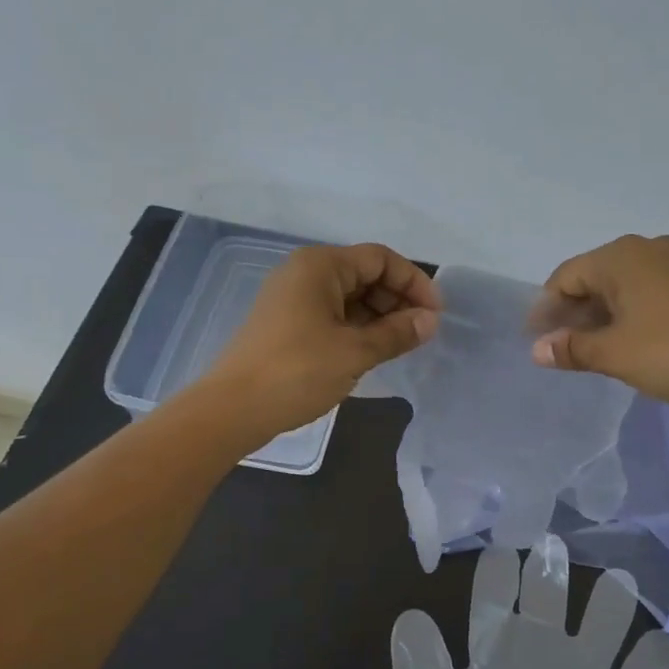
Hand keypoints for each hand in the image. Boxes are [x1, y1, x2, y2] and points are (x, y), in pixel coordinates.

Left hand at [201, 243, 441, 439]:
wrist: (233, 408)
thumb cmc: (297, 371)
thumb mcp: (355, 352)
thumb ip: (397, 333)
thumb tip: (430, 321)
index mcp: (320, 266)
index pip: (380, 259)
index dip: (413, 282)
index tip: (436, 314)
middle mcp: (305, 273)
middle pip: (364, 275)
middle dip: (398, 300)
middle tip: (422, 333)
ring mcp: (293, 299)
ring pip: (349, 297)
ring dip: (380, 317)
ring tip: (402, 346)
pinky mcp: (287, 324)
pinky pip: (333, 316)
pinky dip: (358, 328)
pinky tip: (373, 352)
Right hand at [528, 234, 668, 428]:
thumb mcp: (613, 353)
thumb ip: (571, 348)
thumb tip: (537, 350)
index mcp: (621, 256)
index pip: (566, 276)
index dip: (546, 308)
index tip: (535, 339)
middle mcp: (648, 248)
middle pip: (594, 276)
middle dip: (573, 311)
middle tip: (560, 345)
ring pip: (623, 284)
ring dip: (601, 313)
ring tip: (591, 346)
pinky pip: (648, 290)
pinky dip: (629, 311)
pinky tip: (627, 338)